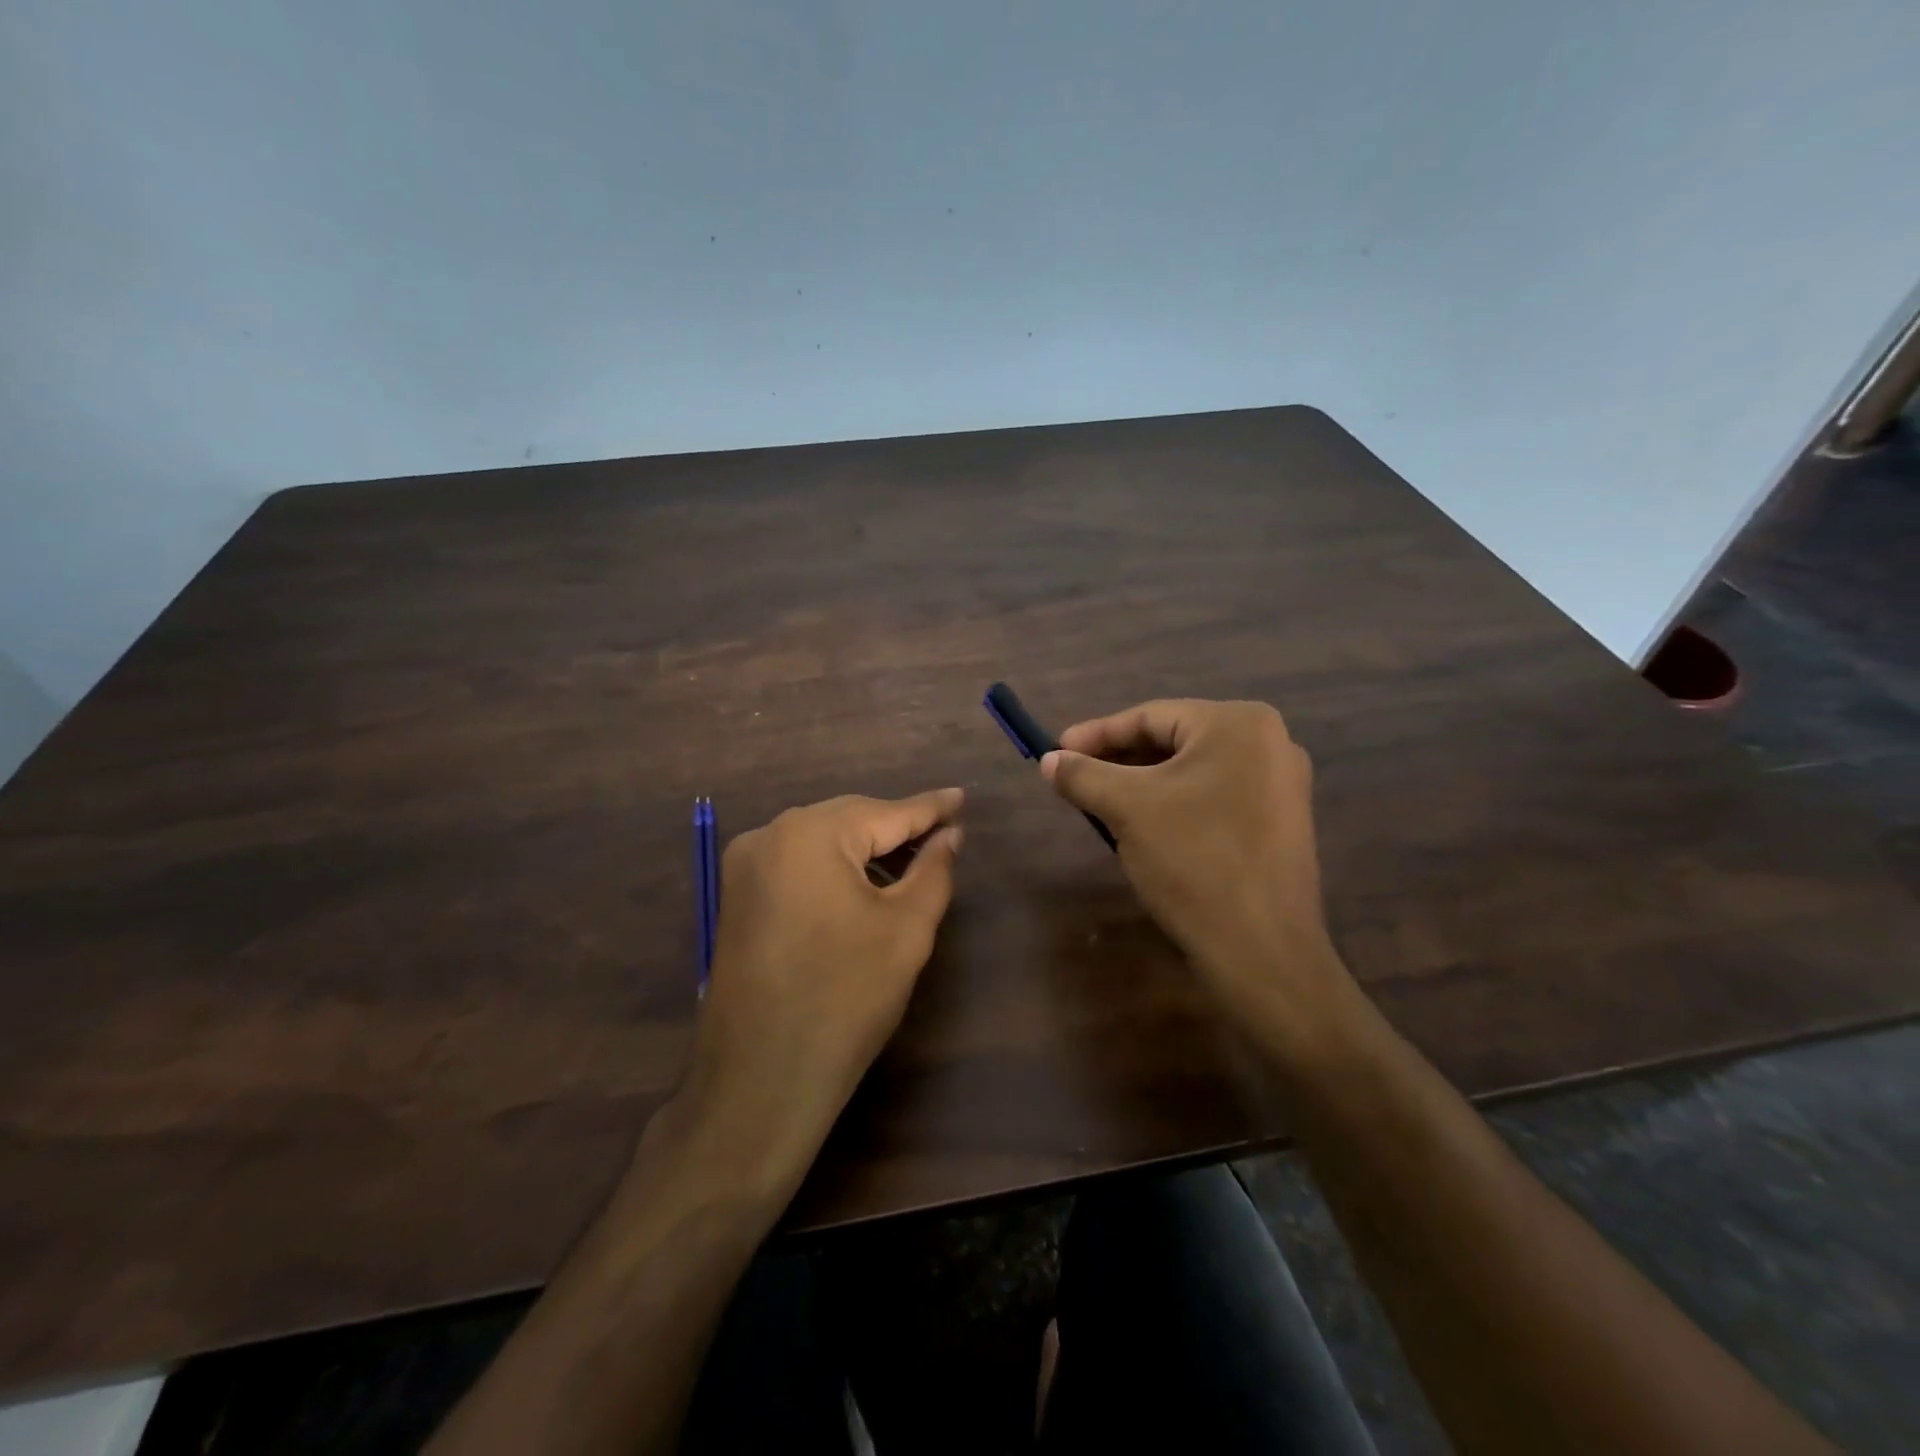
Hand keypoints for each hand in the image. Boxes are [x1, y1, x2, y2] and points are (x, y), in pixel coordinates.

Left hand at [681, 789, 963, 1182]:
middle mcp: (769, 835)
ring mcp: (745, 866)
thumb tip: (950, 835)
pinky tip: (863, 885)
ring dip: (865, 848)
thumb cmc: (845, 999)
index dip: (930, 808)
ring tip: (912, 862)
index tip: (962, 797)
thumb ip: (933, 870)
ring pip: (821, 840)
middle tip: (944, 833)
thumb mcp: (906, 930)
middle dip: (897, 827)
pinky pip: (797, 863)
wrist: (760, 1080)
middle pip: (849, 819)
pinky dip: (834, 867)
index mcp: (810, 834)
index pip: (886, 812)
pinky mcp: (737, 896)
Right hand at [1041, 700, 1347, 1033]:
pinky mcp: (1280, 823)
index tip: (1055, 751)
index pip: (1150, 717)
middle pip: (1173, 741)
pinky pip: (1214, 797)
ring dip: (1142, 784)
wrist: (1261, 949)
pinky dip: (1173, 804)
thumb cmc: (1193, 860)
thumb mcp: (1127, 809)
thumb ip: (1083, 775)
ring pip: (1192, 772)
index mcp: (1239, 724)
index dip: (1096, 734)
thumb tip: (1049, 760)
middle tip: (1074, 777)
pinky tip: (1143, 825)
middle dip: (1118, 760)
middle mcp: (1270, 743)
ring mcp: (1281, 785)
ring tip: (1100, 802)